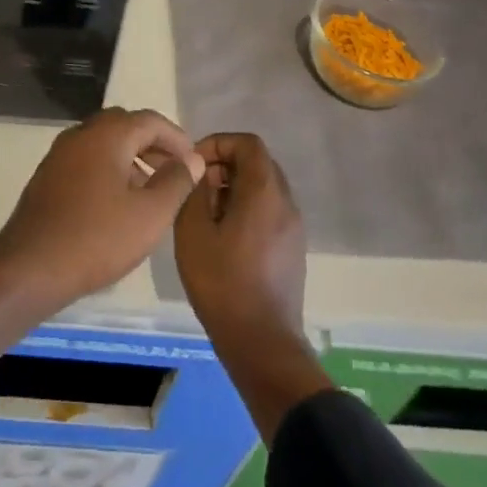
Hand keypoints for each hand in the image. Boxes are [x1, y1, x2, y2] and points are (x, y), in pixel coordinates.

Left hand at [0, 108, 204, 367]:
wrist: (31, 267)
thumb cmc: (97, 238)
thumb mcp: (150, 214)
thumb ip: (176, 182)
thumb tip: (191, 159)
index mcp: (106, 134)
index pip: (150, 120)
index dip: (177, 138)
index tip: (194, 162)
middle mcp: (80, 134)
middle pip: (124, 126)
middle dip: (153, 144)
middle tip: (174, 171)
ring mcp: (59, 154)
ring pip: (104, 143)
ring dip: (131, 157)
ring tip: (151, 191)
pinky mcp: (48, 176)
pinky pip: (87, 160)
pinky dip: (109, 169)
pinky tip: (119, 203)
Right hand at [174, 132, 331, 443]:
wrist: (262, 343)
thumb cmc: (222, 283)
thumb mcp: (193, 231)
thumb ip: (196, 191)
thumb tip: (203, 174)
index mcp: (264, 192)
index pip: (248, 143)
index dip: (218, 143)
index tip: (195, 165)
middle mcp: (286, 202)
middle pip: (258, 163)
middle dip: (225, 165)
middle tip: (198, 188)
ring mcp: (293, 227)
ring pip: (264, 188)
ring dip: (235, 188)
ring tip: (207, 214)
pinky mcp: (292, 249)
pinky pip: (270, 211)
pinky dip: (246, 209)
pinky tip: (224, 237)